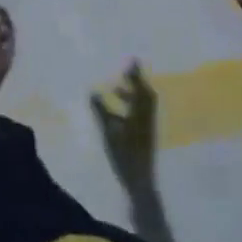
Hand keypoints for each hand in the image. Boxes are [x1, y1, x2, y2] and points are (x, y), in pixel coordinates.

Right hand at [91, 63, 157, 194]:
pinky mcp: (146, 136)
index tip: (131, 59)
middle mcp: (148, 116)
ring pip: (143, 104)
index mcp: (141, 112)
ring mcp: (148, 127)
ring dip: (132, 94)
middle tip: (125, 71)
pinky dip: (131, 106)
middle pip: (145, 94)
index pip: (140, 87)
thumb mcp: (109, 132)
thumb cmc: (124, 155)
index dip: (135, 74)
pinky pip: (141, 113)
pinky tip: (118, 113)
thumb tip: (92, 91)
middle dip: (135, 82)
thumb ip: (101, 110)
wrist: (141, 182)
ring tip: (115, 91)